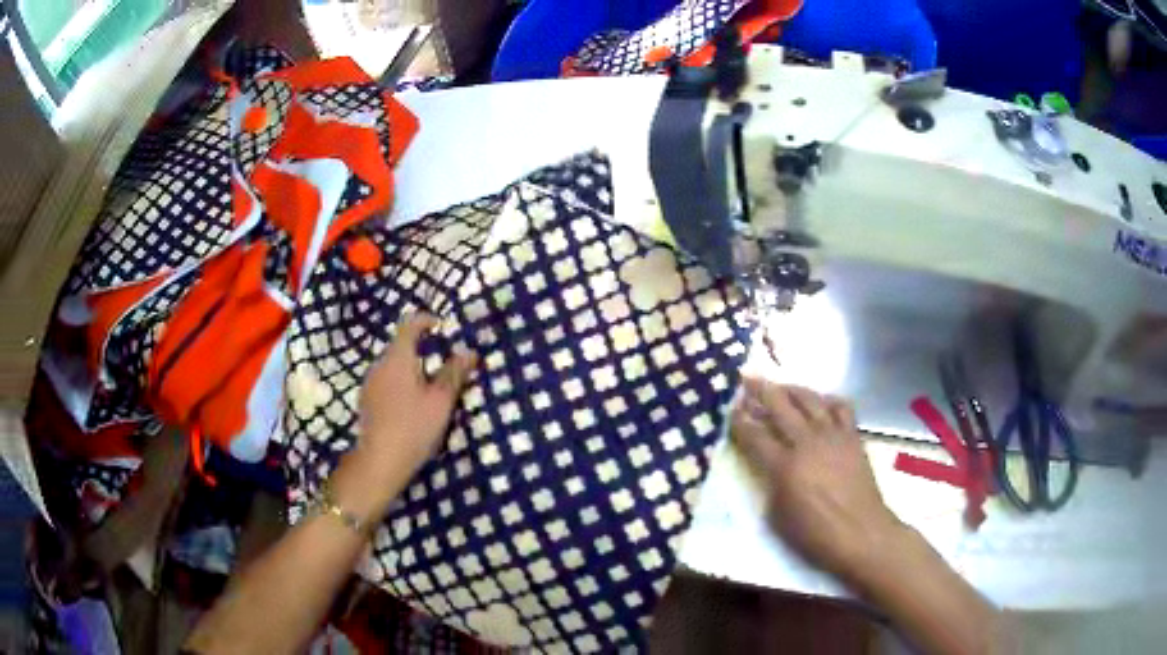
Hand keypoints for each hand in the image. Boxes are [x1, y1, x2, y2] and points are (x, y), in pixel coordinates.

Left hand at [333, 314, 476, 517]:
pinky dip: (401, 383)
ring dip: (412, 368)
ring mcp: (370, 384)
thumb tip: (468, 352)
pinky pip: (387, 381)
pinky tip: (413, 405)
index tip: (442, 327)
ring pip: (393, 365)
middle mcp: (379, 365)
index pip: (409, 326)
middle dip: (422, 349)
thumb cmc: (413, 427)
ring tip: (432, 386)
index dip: (426, 321)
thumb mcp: (441, 401)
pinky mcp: (367, 401)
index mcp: (398, 359)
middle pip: (400, 346)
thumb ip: (454, 374)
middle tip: (444, 361)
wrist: (379, 462)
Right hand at [732, 378, 906, 581]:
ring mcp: (832, 435)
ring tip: (781, 385)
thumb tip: (769, 466)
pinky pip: (840, 407)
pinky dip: (828, 400)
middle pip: (780, 405)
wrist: (861, 533)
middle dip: (760, 389)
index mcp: (784, 466)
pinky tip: (821, 402)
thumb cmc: (815, 534)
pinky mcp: (852, 436)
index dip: (740, 420)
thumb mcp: (778, 517)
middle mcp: (807, 442)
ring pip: (810, 399)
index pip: (755, 435)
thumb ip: (770, 485)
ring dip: (792, 389)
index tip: (730, 408)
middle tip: (747, 376)